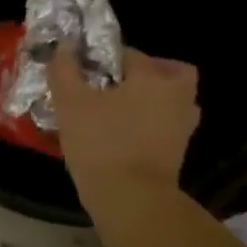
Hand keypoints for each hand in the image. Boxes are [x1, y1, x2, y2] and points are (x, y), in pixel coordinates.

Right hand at [46, 47, 200, 206]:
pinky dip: (152, 126)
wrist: (131, 199)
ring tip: (120, 111)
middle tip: (119, 85)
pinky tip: (125, 135)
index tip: (85, 73)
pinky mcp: (179, 153)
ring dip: (153, 101)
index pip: (129, 54)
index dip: (104, 59)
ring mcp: (182, 127)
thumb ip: (64, 71)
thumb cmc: (101, 143)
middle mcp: (176, 96)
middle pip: (171, 72)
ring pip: (173, 101)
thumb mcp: (70, 103)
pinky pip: (167, 127)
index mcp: (152, 77)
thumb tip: (64, 47)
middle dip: (149, 73)